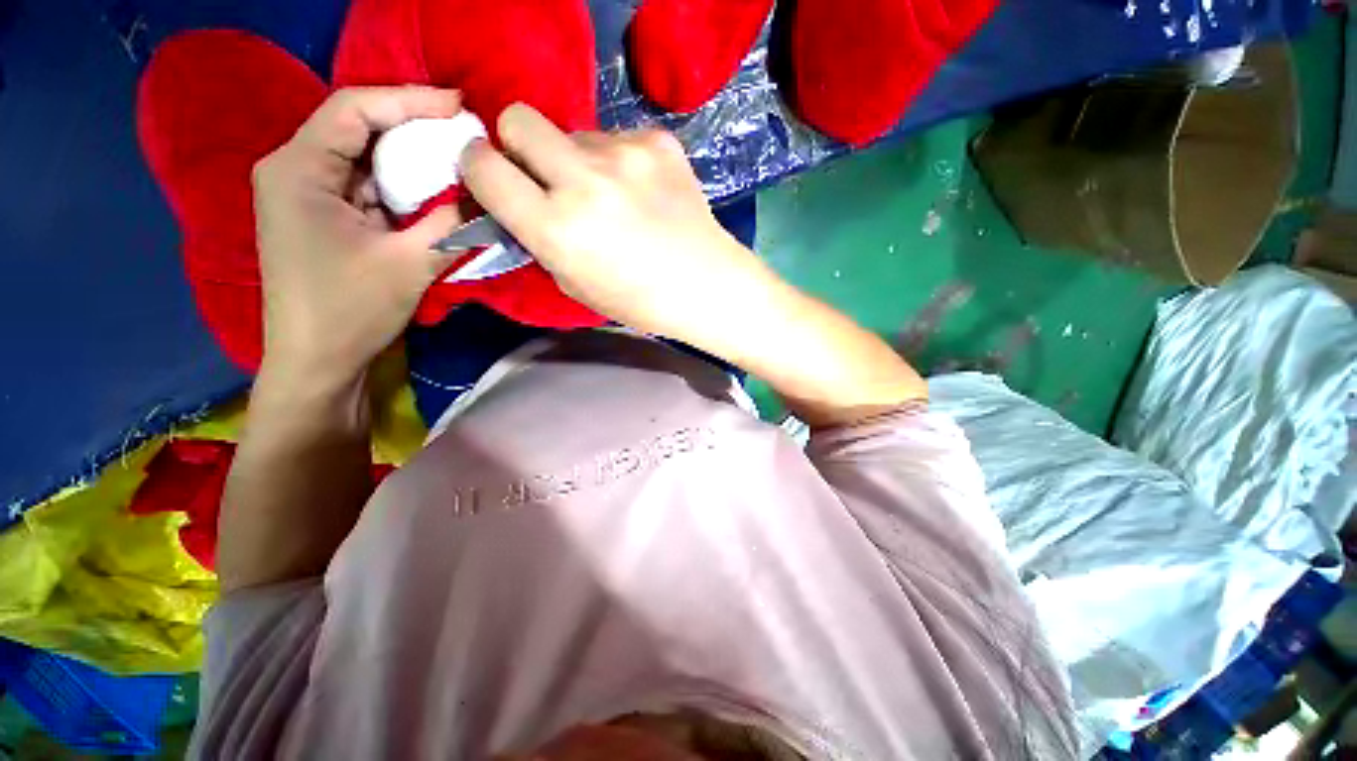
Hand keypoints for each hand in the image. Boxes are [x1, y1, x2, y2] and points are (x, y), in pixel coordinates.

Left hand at [252, 86, 464, 388]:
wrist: (317, 360)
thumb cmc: (351, 311)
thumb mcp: (410, 263)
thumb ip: (449, 223)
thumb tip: (482, 196)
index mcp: (298, 169)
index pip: (354, 109)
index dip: (409, 99)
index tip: (459, 105)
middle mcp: (294, 169)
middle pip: (357, 128)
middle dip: (412, 126)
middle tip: (464, 131)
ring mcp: (306, 193)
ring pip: (364, 158)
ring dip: (410, 158)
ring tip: (456, 157)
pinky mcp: (322, 216)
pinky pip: (366, 187)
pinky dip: (401, 187)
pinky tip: (432, 190)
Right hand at [460, 103, 779, 345]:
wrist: (707, 286)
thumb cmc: (641, 301)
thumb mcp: (575, 284)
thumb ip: (539, 238)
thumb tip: (520, 201)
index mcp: (557, 228)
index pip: (482, 166)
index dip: (479, 168)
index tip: (492, 176)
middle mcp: (584, 181)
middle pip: (518, 119)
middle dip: (519, 145)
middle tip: (546, 176)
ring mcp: (625, 154)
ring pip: (574, 132)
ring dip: (579, 160)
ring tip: (614, 197)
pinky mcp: (658, 142)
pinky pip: (617, 138)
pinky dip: (620, 162)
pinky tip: (644, 193)